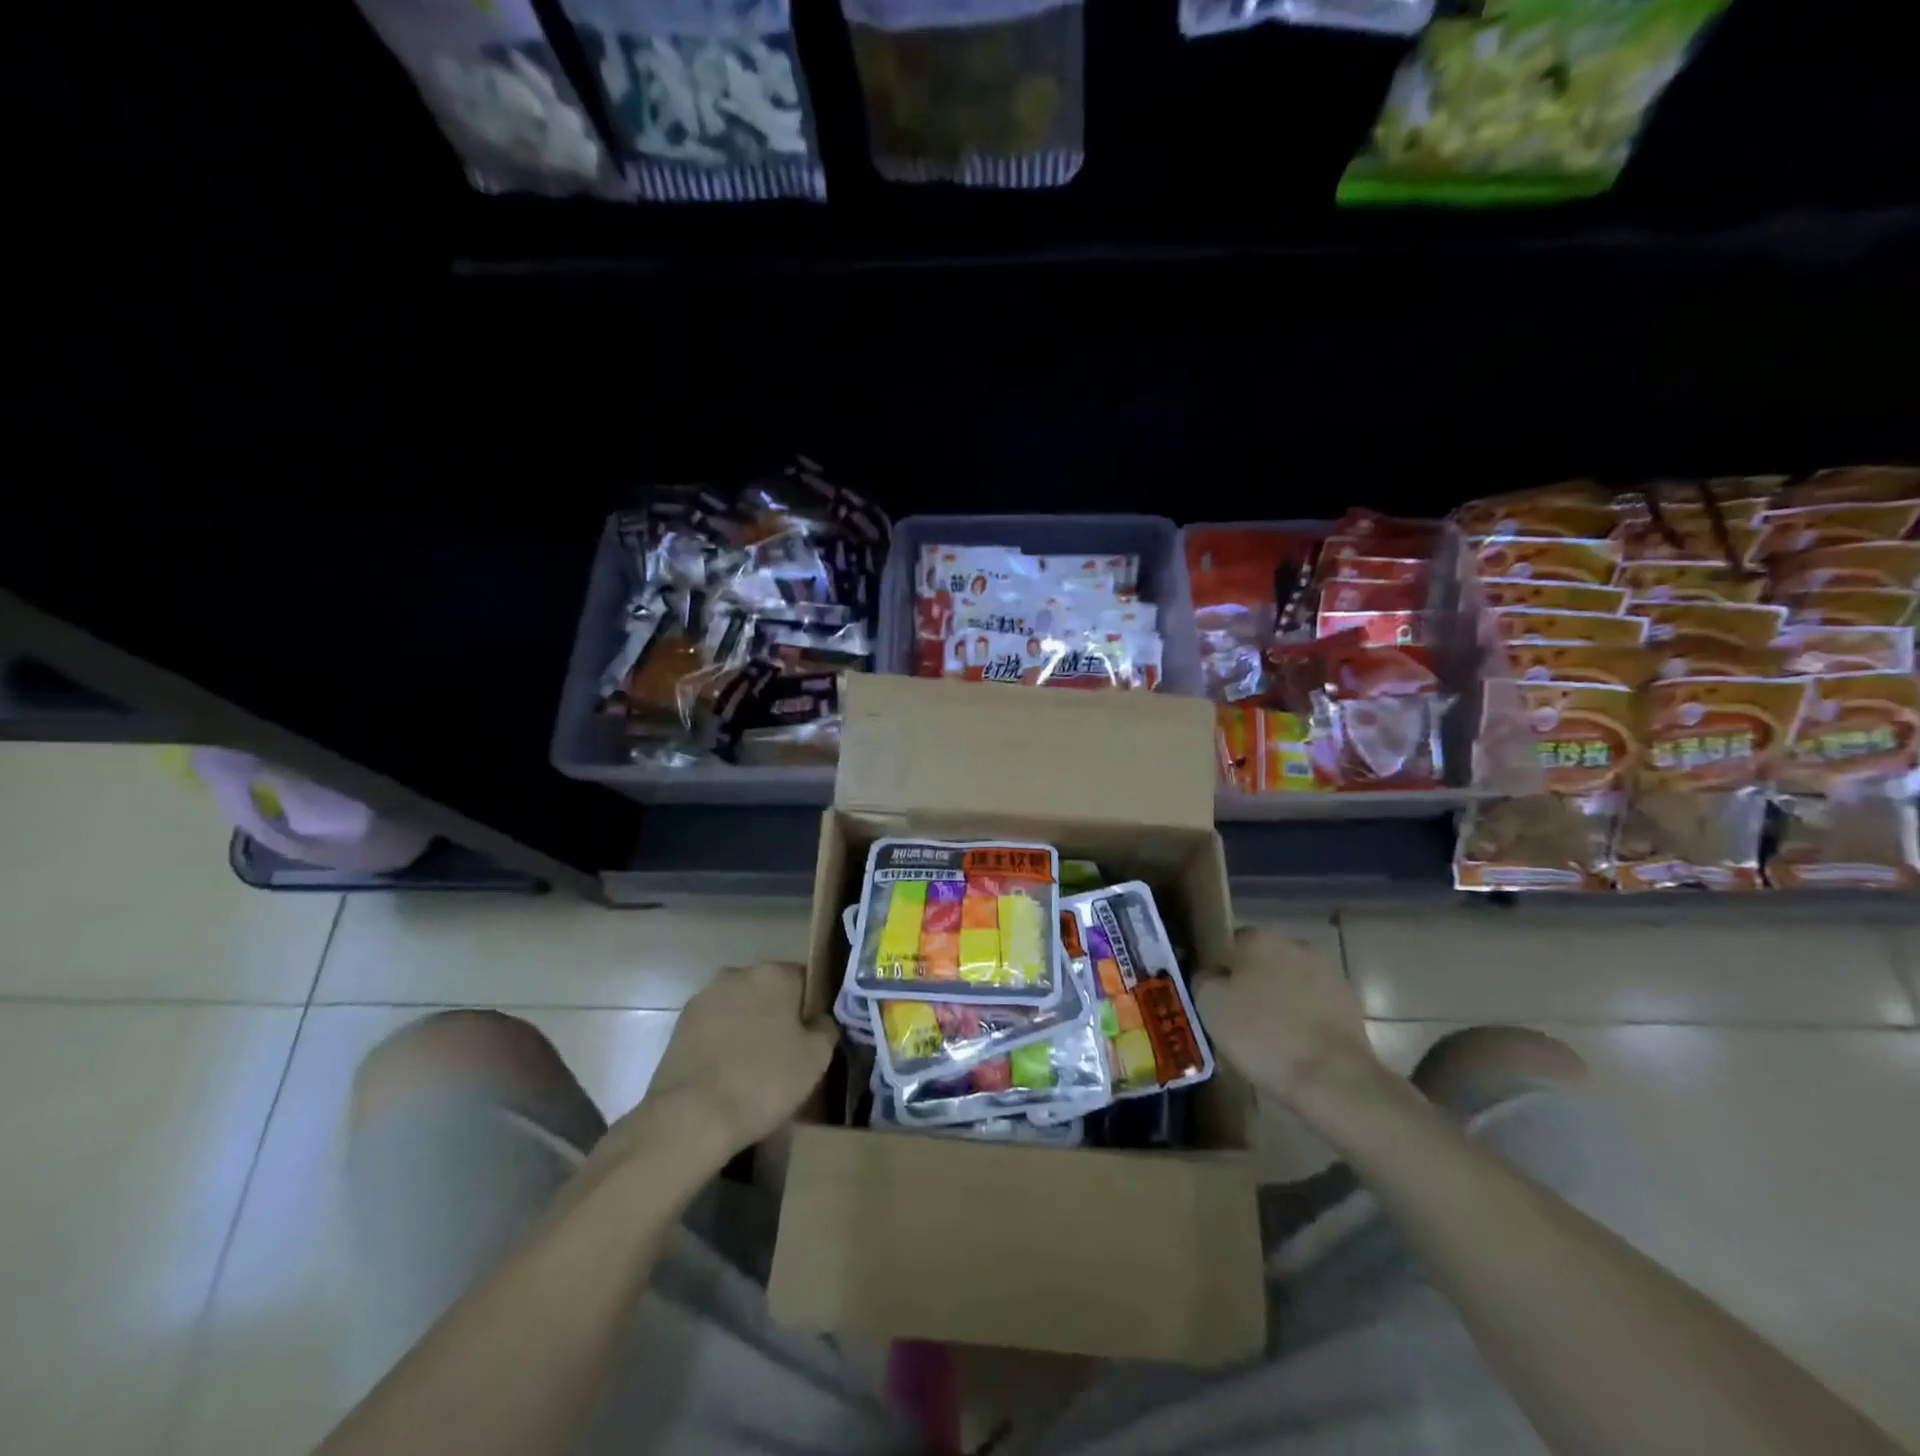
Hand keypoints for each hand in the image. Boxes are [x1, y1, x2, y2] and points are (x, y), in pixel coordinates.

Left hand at [635, 961, 836, 1157]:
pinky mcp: (679, 1026)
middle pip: (768, 991)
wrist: (692, 1117)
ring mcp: (704, 998)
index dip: (812, 1007)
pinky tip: (728, 1074)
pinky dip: (722, 1043)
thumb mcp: (816, 1058)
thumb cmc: (764, 1081)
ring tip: (754, 1067)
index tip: (813, 1036)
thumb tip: (819, 1019)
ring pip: (738, 1008)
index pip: (805, 979)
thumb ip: (826, 1028)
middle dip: (777, 1015)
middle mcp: (737, 974)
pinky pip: (714, 1028)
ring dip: (748, 1027)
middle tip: (786, 1052)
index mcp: (774, 973)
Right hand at [1195, 927, 1382, 1115]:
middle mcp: (1295, 945)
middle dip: (1251, 984)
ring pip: (1289, 984)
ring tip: (1266, 1039)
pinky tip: (1293, 1048)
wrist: (1332, 1078)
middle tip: (1237, 1019)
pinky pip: (1313, 1008)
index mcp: (1258, 938)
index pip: (1228, 945)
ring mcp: (1328, 974)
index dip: (1219, 971)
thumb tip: (1209, 976)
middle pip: (1262, 962)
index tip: (1214, 999)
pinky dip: (1303, 1021)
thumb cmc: (1261, 1034)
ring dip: (1279, 1002)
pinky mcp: (1350, 1005)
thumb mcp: (1209, 1005)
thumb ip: (1203, 980)